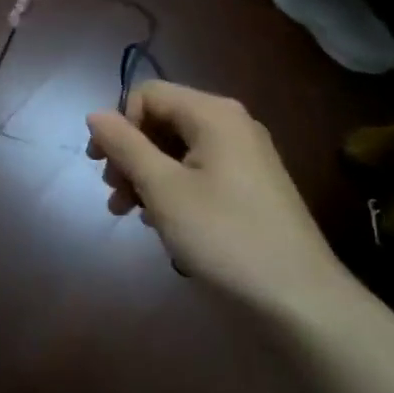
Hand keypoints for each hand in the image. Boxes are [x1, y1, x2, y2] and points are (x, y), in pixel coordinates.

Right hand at [86, 81, 344, 316]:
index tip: (104, 166)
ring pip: (179, 149)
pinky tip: (161, 222)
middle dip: (130, 153)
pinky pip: (199, 171)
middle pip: (163, 120)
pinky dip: (173, 188)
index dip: (120, 125)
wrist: (298, 297)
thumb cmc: (223, 235)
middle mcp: (231, 124)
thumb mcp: (164, 190)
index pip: (147, 94)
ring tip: (127, 213)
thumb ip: (126, 146)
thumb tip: (95, 114)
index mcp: (213, 114)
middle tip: (113, 193)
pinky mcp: (251, 185)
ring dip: (146, 175)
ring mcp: (245, 155)